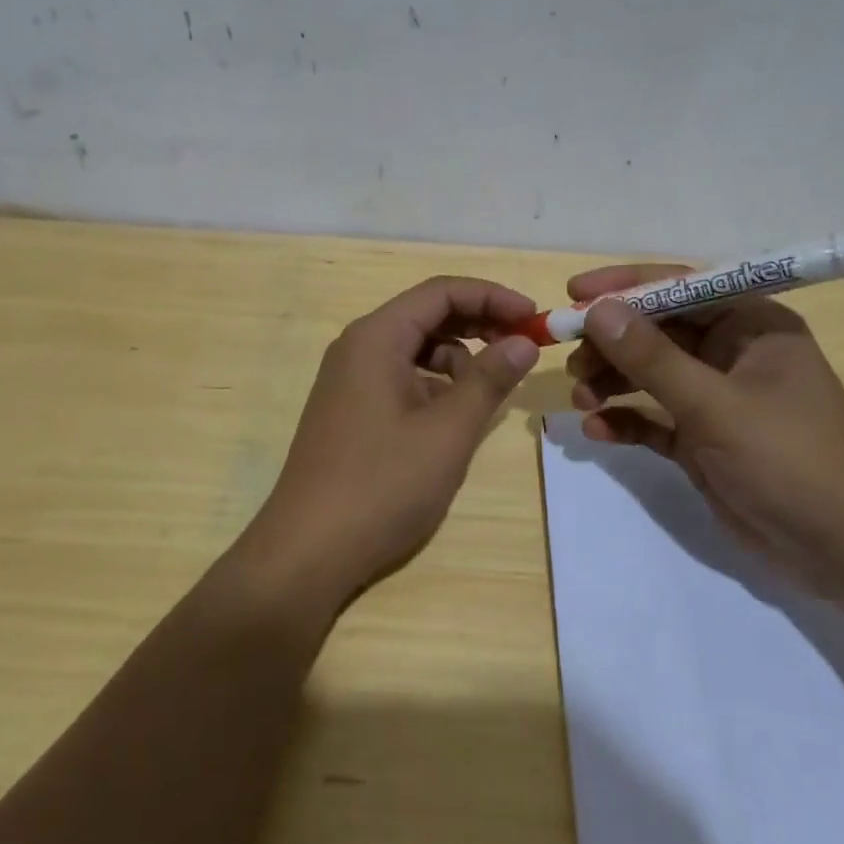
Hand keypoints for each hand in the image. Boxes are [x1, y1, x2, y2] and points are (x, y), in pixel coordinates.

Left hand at [243, 276, 540, 607]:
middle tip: (523, 347)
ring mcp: (349, 380)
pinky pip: (400, 377)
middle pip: (426, 314)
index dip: (492, 297)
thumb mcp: (447, 432)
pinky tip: (454, 415)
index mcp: (376, 338)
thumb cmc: (382, 485)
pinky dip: (434, 384)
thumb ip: (488, 380)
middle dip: (479, 324)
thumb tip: (523, 342)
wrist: (307, 551)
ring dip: (458, 357)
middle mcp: (358, 347)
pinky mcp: (350, 409)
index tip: (535, 318)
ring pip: (415, 348)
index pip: (441, 292)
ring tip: (490, 389)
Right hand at [565, 265, 843, 592]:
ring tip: (581, 399)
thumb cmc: (789, 459)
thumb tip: (598, 311)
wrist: (843, 553)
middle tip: (570, 358)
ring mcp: (717, 398)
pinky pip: (654, 417)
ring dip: (612, 382)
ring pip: (650, 374)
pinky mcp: (704, 439)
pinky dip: (627, 420)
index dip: (626, 287)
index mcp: (752, 325)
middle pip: (658, 331)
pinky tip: (598, 431)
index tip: (574, 295)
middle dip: (612, 343)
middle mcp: (732, 353)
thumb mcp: (715, 405)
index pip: (681, 287)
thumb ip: (652, 358)